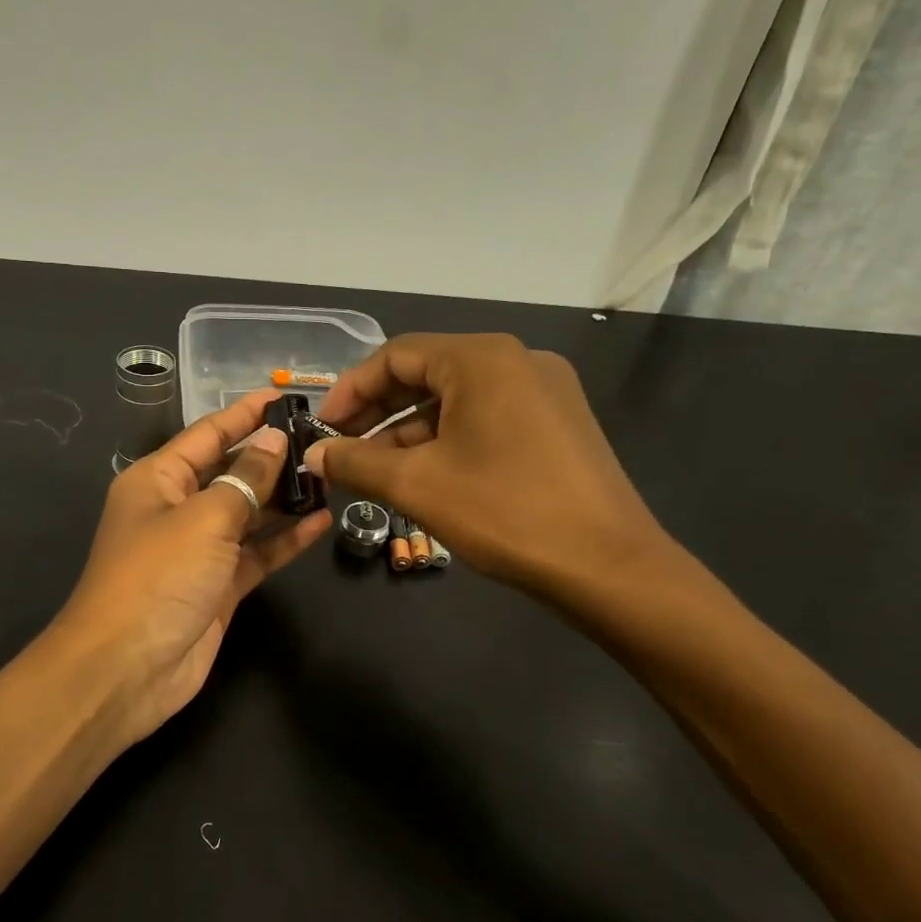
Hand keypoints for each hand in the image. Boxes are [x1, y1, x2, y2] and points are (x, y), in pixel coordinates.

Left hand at [54, 389, 330, 743]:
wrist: (126, 669)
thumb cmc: (157, 577)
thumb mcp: (204, 518)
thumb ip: (246, 479)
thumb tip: (274, 440)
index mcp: (158, 479)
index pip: (208, 434)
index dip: (245, 414)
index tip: (284, 396)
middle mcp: (177, 508)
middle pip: (231, 472)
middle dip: (272, 457)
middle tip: (324, 439)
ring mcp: (200, 550)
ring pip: (249, 513)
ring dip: (285, 498)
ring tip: (331, 477)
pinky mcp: (219, 586)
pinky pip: (257, 552)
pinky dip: (285, 539)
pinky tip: (321, 522)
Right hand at [304, 333, 677, 604]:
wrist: (608, 566)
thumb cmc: (504, 512)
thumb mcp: (417, 485)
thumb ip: (355, 462)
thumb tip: (312, 454)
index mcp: (482, 358)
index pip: (396, 355)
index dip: (351, 389)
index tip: (322, 427)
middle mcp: (516, 360)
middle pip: (427, 373)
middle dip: (378, 412)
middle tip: (341, 448)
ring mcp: (544, 391)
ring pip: (457, 399)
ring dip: (409, 431)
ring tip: (374, 470)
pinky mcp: (558, 423)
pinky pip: (487, 418)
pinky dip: (448, 440)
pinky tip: (424, 475)